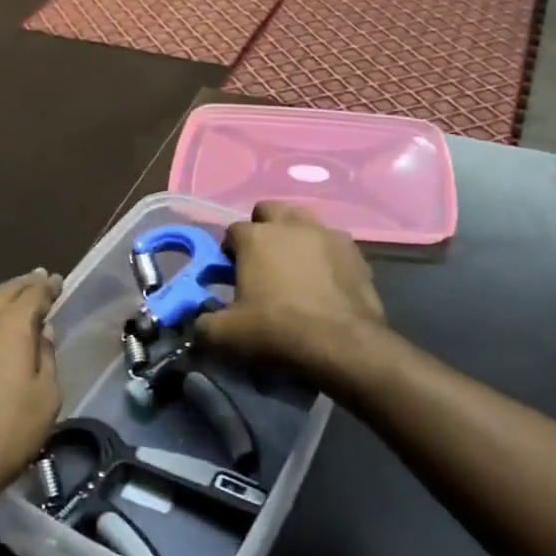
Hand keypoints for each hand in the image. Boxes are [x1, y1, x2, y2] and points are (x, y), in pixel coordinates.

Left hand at [0, 270, 62, 524]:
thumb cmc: (4, 433)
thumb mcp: (45, 399)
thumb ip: (46, 358)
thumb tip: (42, 332)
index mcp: (9, 325)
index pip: (33, 292)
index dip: (48, 286)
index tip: (58, 281)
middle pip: (4, 291)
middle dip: (24, 284)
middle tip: (40, 279)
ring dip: (3, 297)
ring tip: (18, 298)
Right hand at [196, 202, 385, 381]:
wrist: (342, 345)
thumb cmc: (277, 331)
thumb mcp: (225, 335)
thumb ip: (203, 324)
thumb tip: (200, 323)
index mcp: (256, 237)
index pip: (233, 230)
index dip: (230, 250)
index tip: (231, 273)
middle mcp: (291, 225)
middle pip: (270, 210)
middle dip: (262, 227)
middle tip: (262, 260)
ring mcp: (327, 234)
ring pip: (304, 221)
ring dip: (295, 236)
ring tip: (295, 266)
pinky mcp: (355, 252)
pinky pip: (333, 244)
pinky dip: (325, 255)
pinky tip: (325, 280)